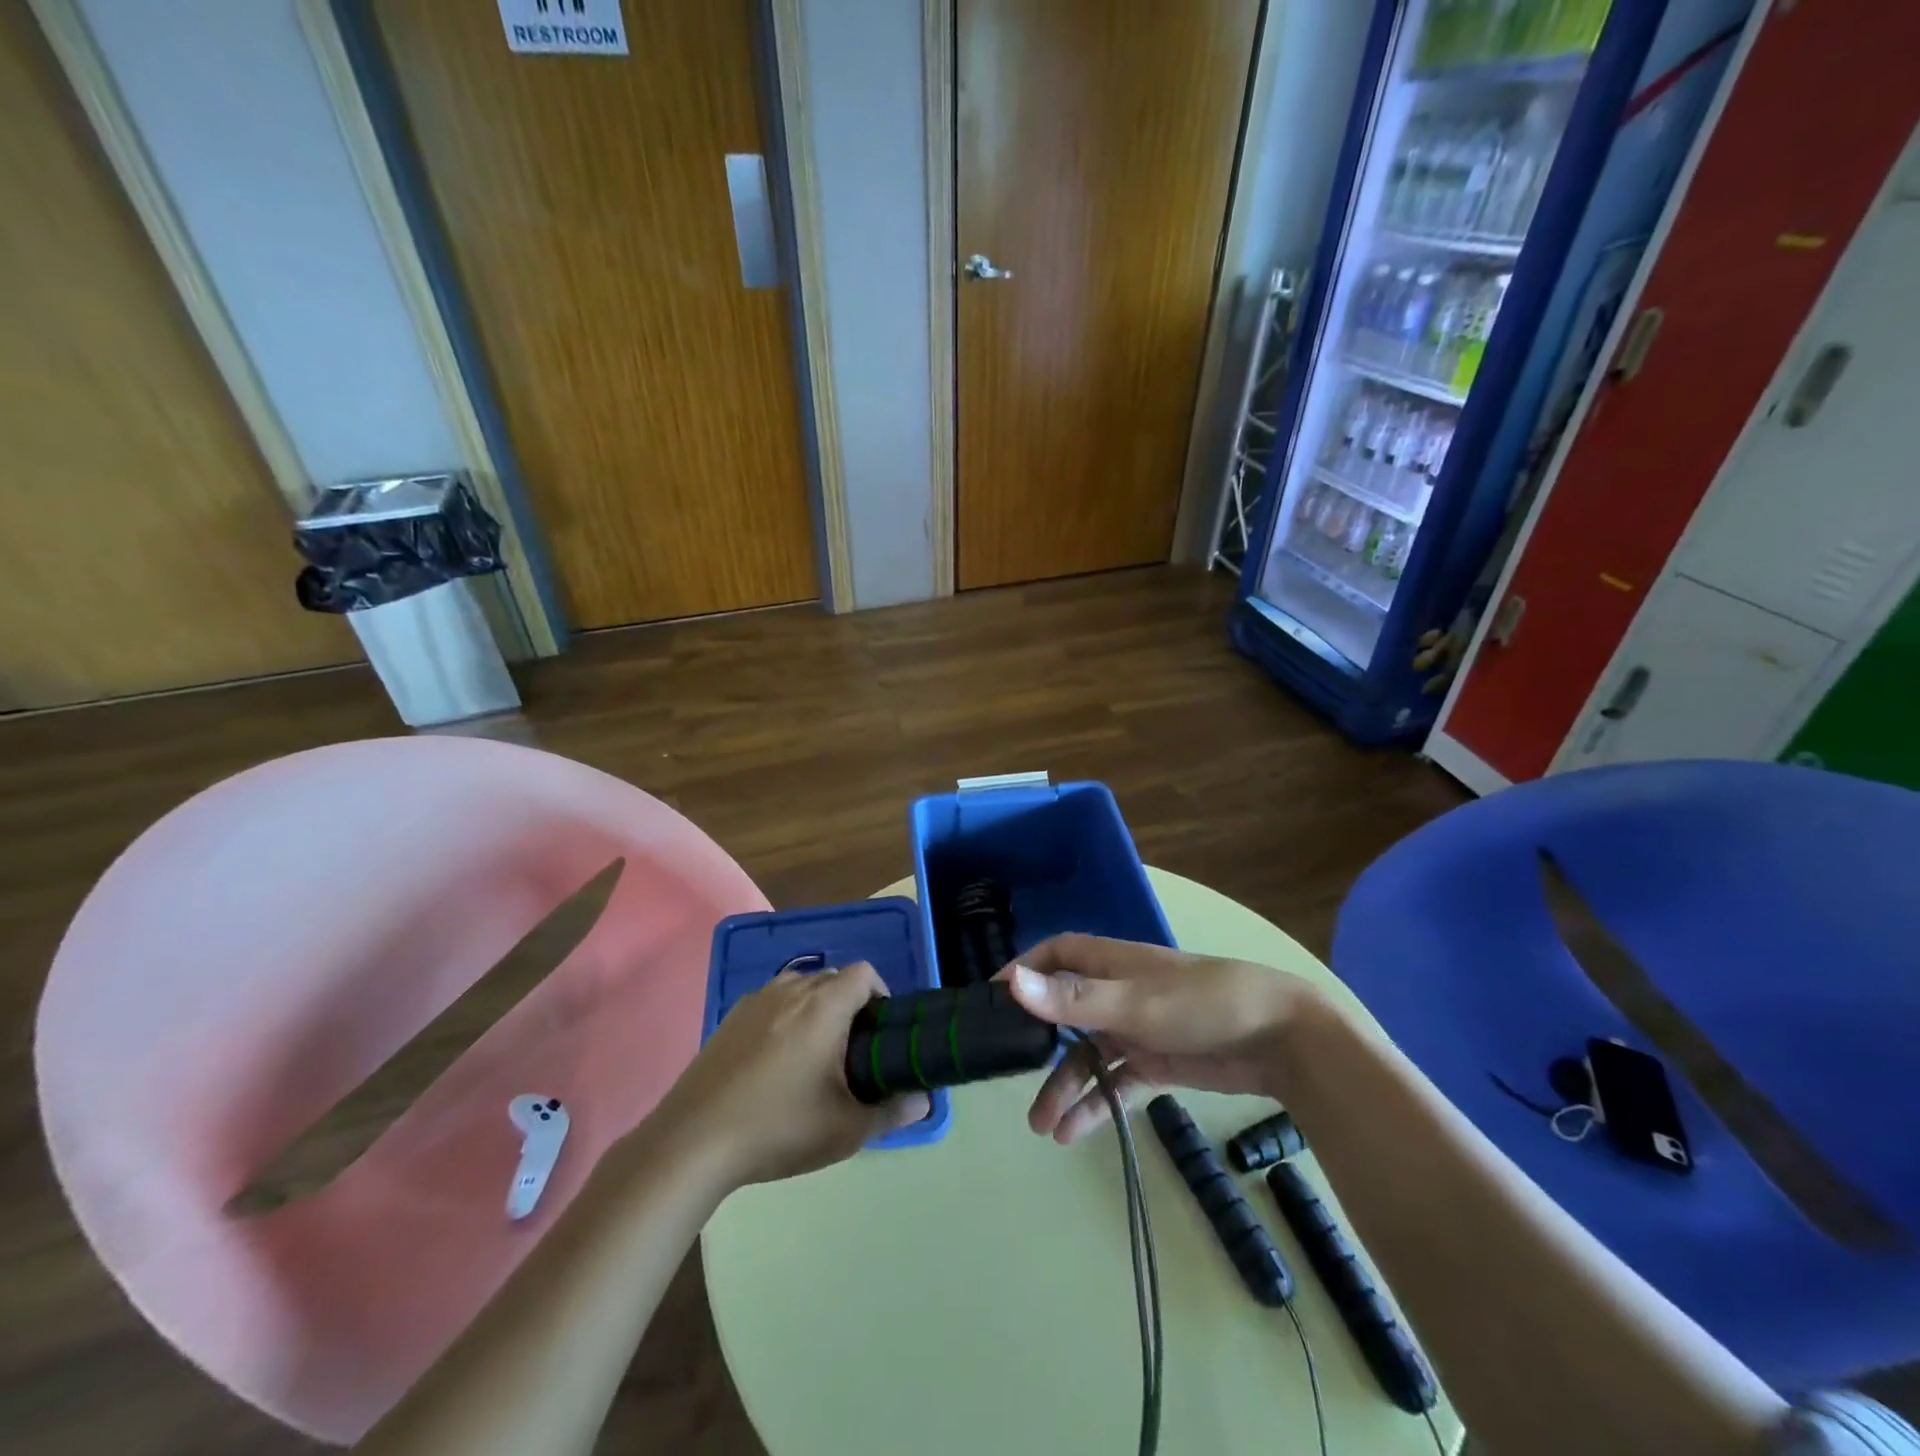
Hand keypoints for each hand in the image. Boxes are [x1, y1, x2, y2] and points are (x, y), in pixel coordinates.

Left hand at [654, 963, 929, 1189]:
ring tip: (814, 1055)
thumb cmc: (779, 1128)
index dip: (881, 994)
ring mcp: (756, 1000)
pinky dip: (785, 1017)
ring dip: (816, 1008)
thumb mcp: (846, 1129)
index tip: (880, 1033)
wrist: (694, 1141)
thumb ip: (892, 1112)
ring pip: (801, 987)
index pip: (864, 973)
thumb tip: (922, 1100)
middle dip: (850, 1005)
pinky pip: (771, 1002)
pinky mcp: (730, 1018)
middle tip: (852, 1052)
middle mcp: (791, 990)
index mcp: (824, 1006)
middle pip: (833, 978)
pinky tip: (774, 1062)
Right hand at [1002, 934, 1316, 1144]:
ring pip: (1089, 1054)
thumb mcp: (1133, 1003)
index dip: (1025, 971)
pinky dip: (1096, 1104)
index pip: (1056, 956)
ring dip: (1066, 1086)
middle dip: (1038, 1044)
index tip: (992, 998)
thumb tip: (1010, 983)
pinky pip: (1116, 1082)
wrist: (1281, 1040)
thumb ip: (1073, 999)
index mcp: (1112, 964)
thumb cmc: (1202, 1005)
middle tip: (1007, 1075)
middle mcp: (1120, 992)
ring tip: (1043, 1127)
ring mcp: (1139, 1028)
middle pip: (1066, 1013)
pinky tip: (1074, 1133)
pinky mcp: (1158, 1062)